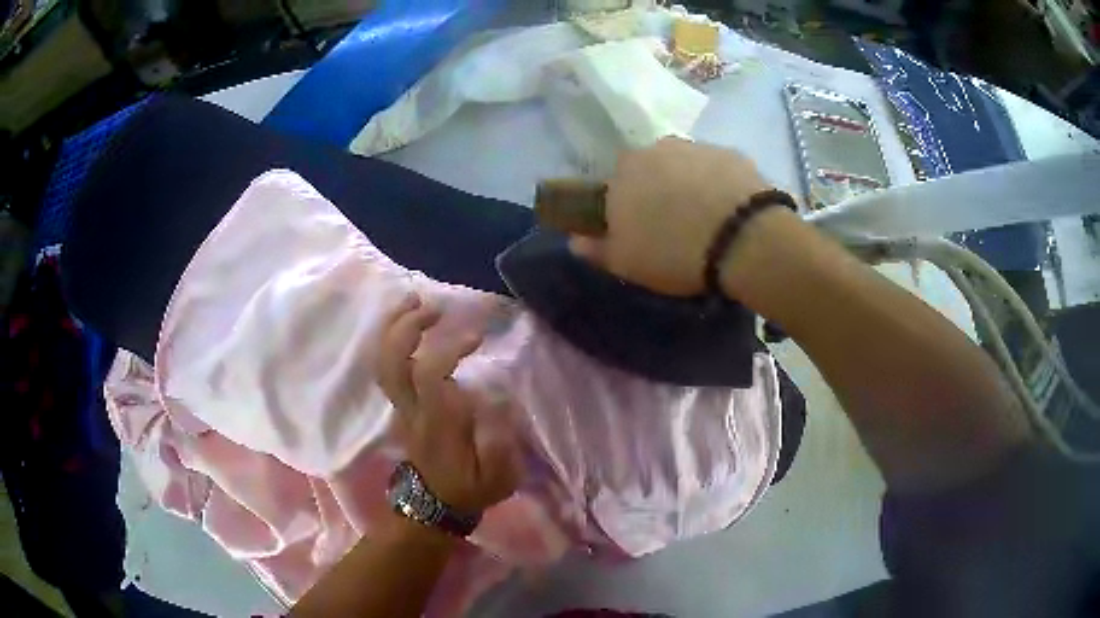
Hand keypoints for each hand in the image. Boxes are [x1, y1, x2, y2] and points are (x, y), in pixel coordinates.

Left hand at [378, 295, 522, 514]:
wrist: (434, 505)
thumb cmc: (470, 488)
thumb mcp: (499, 476)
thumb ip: (499, 439)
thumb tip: (495, 396)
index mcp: (437, 421)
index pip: (429, 373)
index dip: (448, 347)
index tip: (477, 336)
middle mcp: (412, 408)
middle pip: (393, 360)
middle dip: (408, 326)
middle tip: (434, 305)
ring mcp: (401, 405)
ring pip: (385, 361)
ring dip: (395, 327)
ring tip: (415, 300)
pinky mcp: (400, 404)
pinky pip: (388, 366)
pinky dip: (393, 339)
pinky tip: (408, 322)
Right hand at [570, 137, 771, 295]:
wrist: (743, 238)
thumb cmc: (674, 252)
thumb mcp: (626, 263)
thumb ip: (596, 249)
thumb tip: (574, 240)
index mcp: (623, 173)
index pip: (614, 183)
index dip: (626, 205)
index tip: (640, 228)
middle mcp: (655, 150)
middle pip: (651, 169)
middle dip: (658, 190)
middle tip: (675, 224)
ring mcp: (696, 147)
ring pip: (685, 165)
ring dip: (689, 184)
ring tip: (707, 219)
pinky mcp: (731, 153)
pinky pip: (716, 169)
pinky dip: (719, 184)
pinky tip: (731, 211)